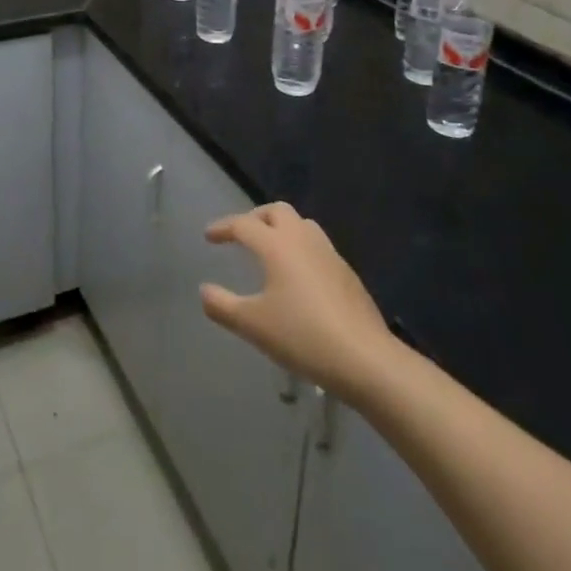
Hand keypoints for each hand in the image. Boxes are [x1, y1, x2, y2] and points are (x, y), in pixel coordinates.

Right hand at [200, 202, 394, 402]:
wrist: (365, 358)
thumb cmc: (302, 336)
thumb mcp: (253, 325)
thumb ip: (223, 306)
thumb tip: (204, 291)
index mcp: (277, 245)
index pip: (243, 224)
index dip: (223, 228)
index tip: (209, 236)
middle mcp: (303, 239)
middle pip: (277, 211)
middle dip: (255, 218)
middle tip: (242, 236)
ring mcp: (329, 254)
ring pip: (302, 225)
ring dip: (281, 229)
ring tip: (270, 251)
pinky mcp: (347, 273)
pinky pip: (318, 247)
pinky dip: (301, 249)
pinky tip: (299, 278)